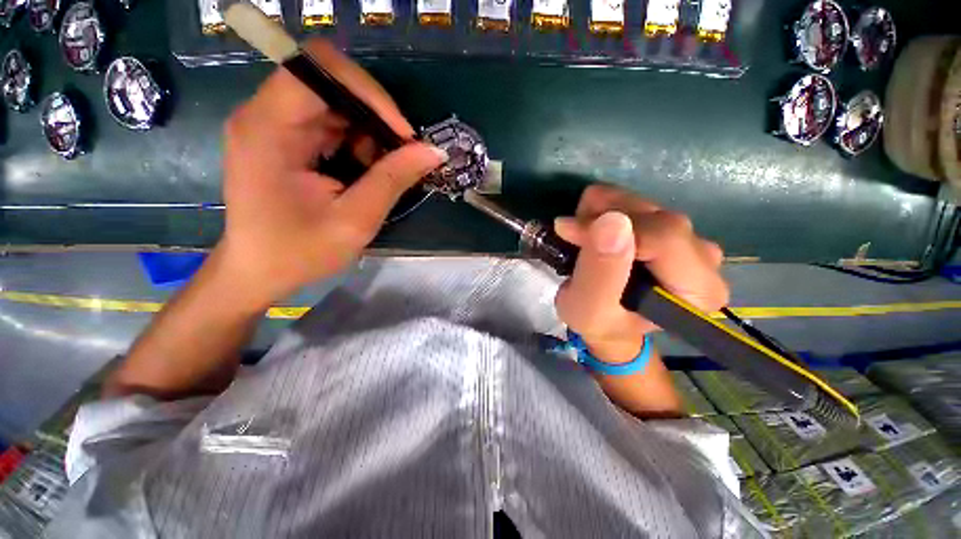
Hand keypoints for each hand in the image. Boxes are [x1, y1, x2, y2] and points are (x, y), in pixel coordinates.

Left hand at [217, 39, 445, 310]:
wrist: (260, 272)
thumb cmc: (300, 252)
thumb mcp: (355, 220)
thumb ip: (393, 180)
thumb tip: (434, 152)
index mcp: (268, 128)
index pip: (319, 69)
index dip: (368, 92)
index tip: (402, 134)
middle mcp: (264, 115)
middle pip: (329, 82)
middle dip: (374, 116)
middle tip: (400, 155)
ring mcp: (272, 124)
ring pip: (334, 102)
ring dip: (368, 132)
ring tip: (381, 170)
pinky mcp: (283, 138)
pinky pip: (329, 122)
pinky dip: (357, 142)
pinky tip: (364, 171)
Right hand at [554, 184, 728, 362]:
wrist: (609, 324)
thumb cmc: (599, 323)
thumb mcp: (589, 309)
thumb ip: (600, 272)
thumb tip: (611, 221)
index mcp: (697, 290)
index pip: (663, 237)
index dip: (612, 228)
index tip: (570, 233)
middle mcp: (704, 259)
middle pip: (654, 217)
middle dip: (602, 219)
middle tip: (570, 234)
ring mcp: (690, 239)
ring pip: (643, 203)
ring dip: (600, 212)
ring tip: (580, 235)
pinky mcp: (671, 228)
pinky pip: (636, 201)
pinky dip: (605, 208)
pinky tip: (593, 229)